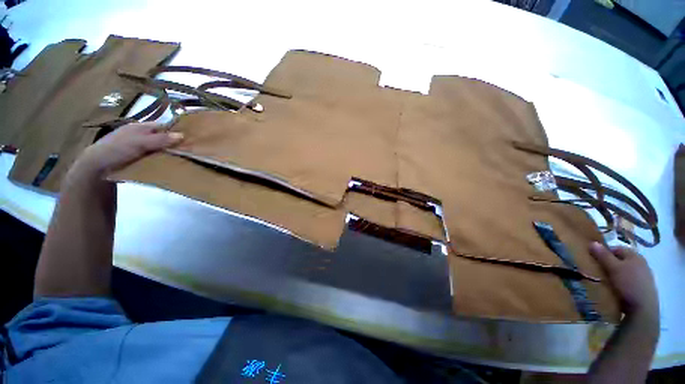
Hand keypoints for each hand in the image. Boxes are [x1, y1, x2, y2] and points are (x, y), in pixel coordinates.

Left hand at [74, 122, 182, 178]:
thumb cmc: (118, 148)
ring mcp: (131, 149)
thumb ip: (158, 140)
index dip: (172, 132)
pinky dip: (150, 164)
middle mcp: (137, 135)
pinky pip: (143, 160)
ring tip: (170, 165)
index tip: (186, 141)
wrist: (97, 164)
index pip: (161, 127)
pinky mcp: (127, 161)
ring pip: (150, 150)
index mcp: (141, 127)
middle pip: (156, 139)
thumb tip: (182, 135)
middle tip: (181, 156)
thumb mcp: (139, 143)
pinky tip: (154, 170)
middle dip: (167, 145)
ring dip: (159, 156)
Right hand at [589, 242, 658, 316]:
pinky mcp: (644, 288)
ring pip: (629, 273)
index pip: (617, 249)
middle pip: (624, 261)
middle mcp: (639, 260)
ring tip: (612, 290)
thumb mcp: (615, 271)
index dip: (607, 254)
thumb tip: (592, 243)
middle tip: (603, 279)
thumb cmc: (629, 284)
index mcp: (632, 253)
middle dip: (614, 267)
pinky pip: (633, 284)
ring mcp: (643, 274)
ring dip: (621, 278)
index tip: (597, 264)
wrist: (644, 304)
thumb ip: (605, 258)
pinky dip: (627, 288)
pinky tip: (622, 297)